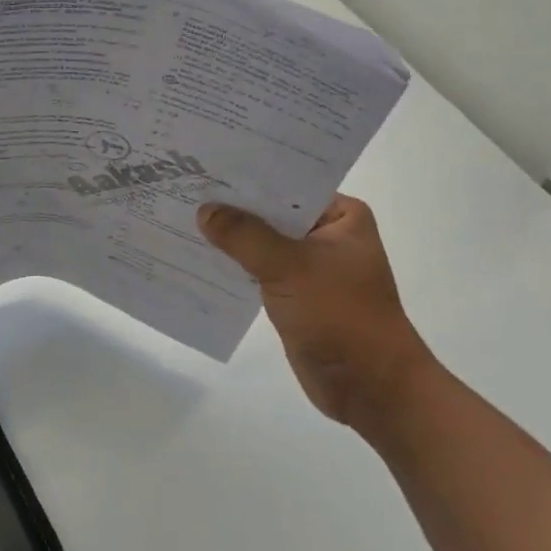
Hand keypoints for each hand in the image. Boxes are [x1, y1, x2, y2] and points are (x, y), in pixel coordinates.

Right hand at [198, 195, 426, 429]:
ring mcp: (308, 265)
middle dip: (231, 205)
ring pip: (260, 240)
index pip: (288, 182)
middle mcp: (326, 234)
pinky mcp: (292, 293)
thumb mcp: (290, 267)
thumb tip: (204, 210)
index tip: (206, 163)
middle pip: (270, 211)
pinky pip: (255, 268)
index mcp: (341, 216)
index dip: (247, 175)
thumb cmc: (341, 316)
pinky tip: (195, 254)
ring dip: (228, 236)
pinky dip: (231, 263)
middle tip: (184, 185)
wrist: (370, 388)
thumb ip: (244, 235)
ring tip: (179, 214)